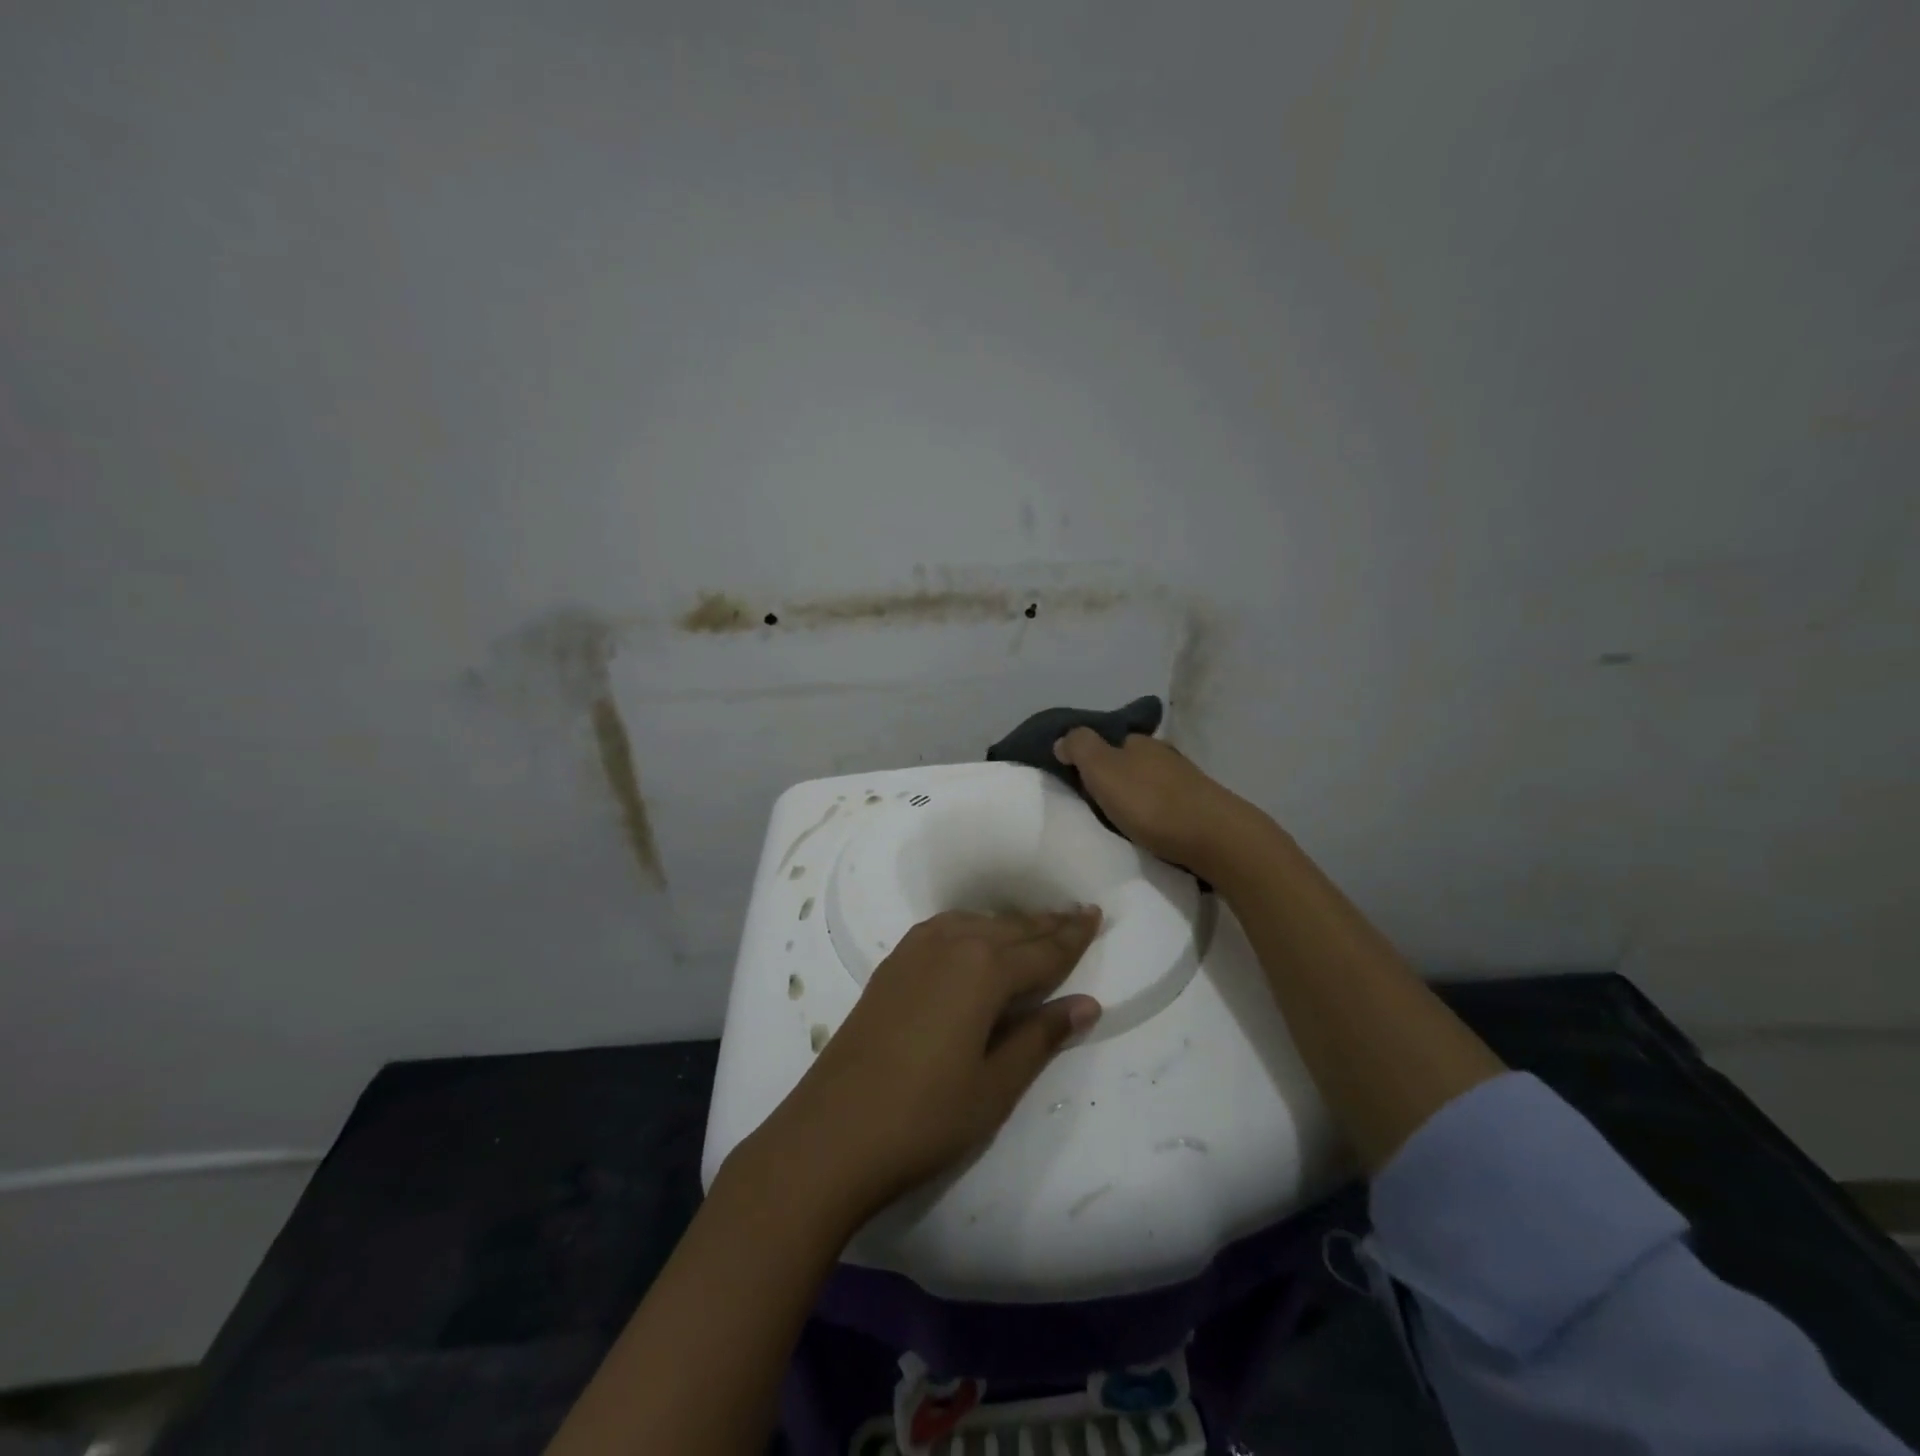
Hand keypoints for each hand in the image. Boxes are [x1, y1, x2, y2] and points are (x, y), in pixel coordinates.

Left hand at [742, 908, 1102, 1222]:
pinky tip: (974, 937)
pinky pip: (944, 929)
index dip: (1073, 936)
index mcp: (984, 970)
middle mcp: (951, 945)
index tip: (1097, 915)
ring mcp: (915, 951)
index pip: (1042, 950)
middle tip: (1078, 914)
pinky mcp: (891, 965)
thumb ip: (1041, 1037)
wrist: (833, 1131)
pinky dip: (972, 926)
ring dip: (1009, 924)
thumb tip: (1087, 1004)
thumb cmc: (926, 1116)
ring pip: (975, 923)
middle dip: (1046, 923)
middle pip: (1010, 929)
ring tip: (1035, 926)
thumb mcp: (996, 1085)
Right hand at [1054, 729, 1273, 879]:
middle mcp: (1163, 753)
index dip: (1089, 756)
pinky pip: (1166, 804)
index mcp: (1139, 741)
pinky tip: (1149, 829)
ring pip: (1149, 783)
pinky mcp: (1200, 806)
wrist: (1214, 838)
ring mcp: (1185, 780)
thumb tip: (1063, 739)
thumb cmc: (1150, 802)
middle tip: (1095, 804)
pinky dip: (1154, 813)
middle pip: (1129, 761)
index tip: (1076, 780)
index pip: (1107, 740)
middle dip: (1113, 778)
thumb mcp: (1102, 769)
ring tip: (1120, 821)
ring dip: (1135, 797)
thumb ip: (1079, 748)